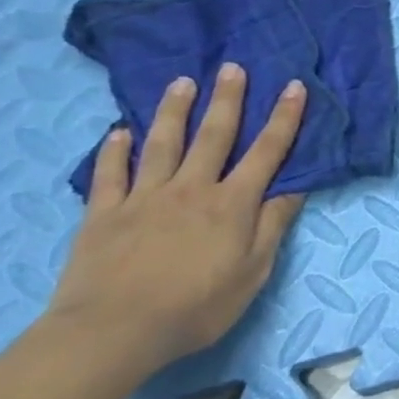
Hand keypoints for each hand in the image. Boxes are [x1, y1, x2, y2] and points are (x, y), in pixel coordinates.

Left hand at [44, 64, 307, 379]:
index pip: (267, 152)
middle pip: (213, 136)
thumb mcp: (253, 272)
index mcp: (232, 204)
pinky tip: (119, 131)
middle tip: (232, 67)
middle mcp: (191, 189)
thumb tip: (294, 186)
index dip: (284, 118)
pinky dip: (114, 150)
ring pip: (162, 143)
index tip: (295, 87)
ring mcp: (143, 198)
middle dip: (227, 99)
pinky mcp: (103, 214)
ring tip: (182, 82)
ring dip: (174, 111)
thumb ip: (272, 225)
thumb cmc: (196, 306)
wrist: (113, 332)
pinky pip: (109, 174)